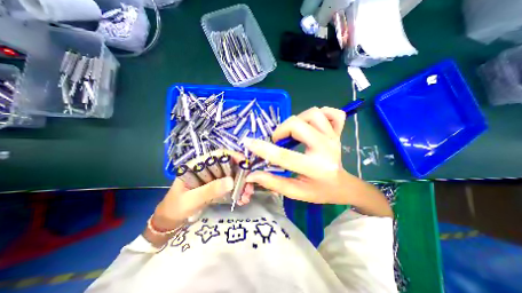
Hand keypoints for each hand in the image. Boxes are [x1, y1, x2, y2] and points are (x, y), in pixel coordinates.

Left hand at [151, 152, 253, 230]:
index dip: (233, 156)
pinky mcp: (216, 187)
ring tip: (247, 196)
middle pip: (229, 165)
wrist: (170, 221)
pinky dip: (237, 192)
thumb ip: (209, 190)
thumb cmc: (175, 207)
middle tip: (249, 186)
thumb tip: (231, 181)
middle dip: (241, 175)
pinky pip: (230, 186)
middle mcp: (208, 169)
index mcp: (199, 165)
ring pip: (232, 176)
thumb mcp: (191, 199)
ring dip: (241, 185)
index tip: (245, 164)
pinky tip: (242, 199)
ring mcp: (213, 178)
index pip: (218, 155)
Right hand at [241, 107, 391, 217]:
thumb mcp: (295, 192)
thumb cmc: (318, 191)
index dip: (263, 148)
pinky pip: (333, 113)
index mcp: (315, 168)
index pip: (284, 156)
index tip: (248, 142)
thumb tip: (251, 175)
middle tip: (278, 140)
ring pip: (314, 114)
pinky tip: (313, 124)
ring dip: (298, 120)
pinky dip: (322, 114)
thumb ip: (273, 183)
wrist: (342, 186)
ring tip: (294, 132)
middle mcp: (326, 149)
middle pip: (298, 125)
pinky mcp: (338, 132)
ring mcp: (334, 138)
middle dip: (281, 130)